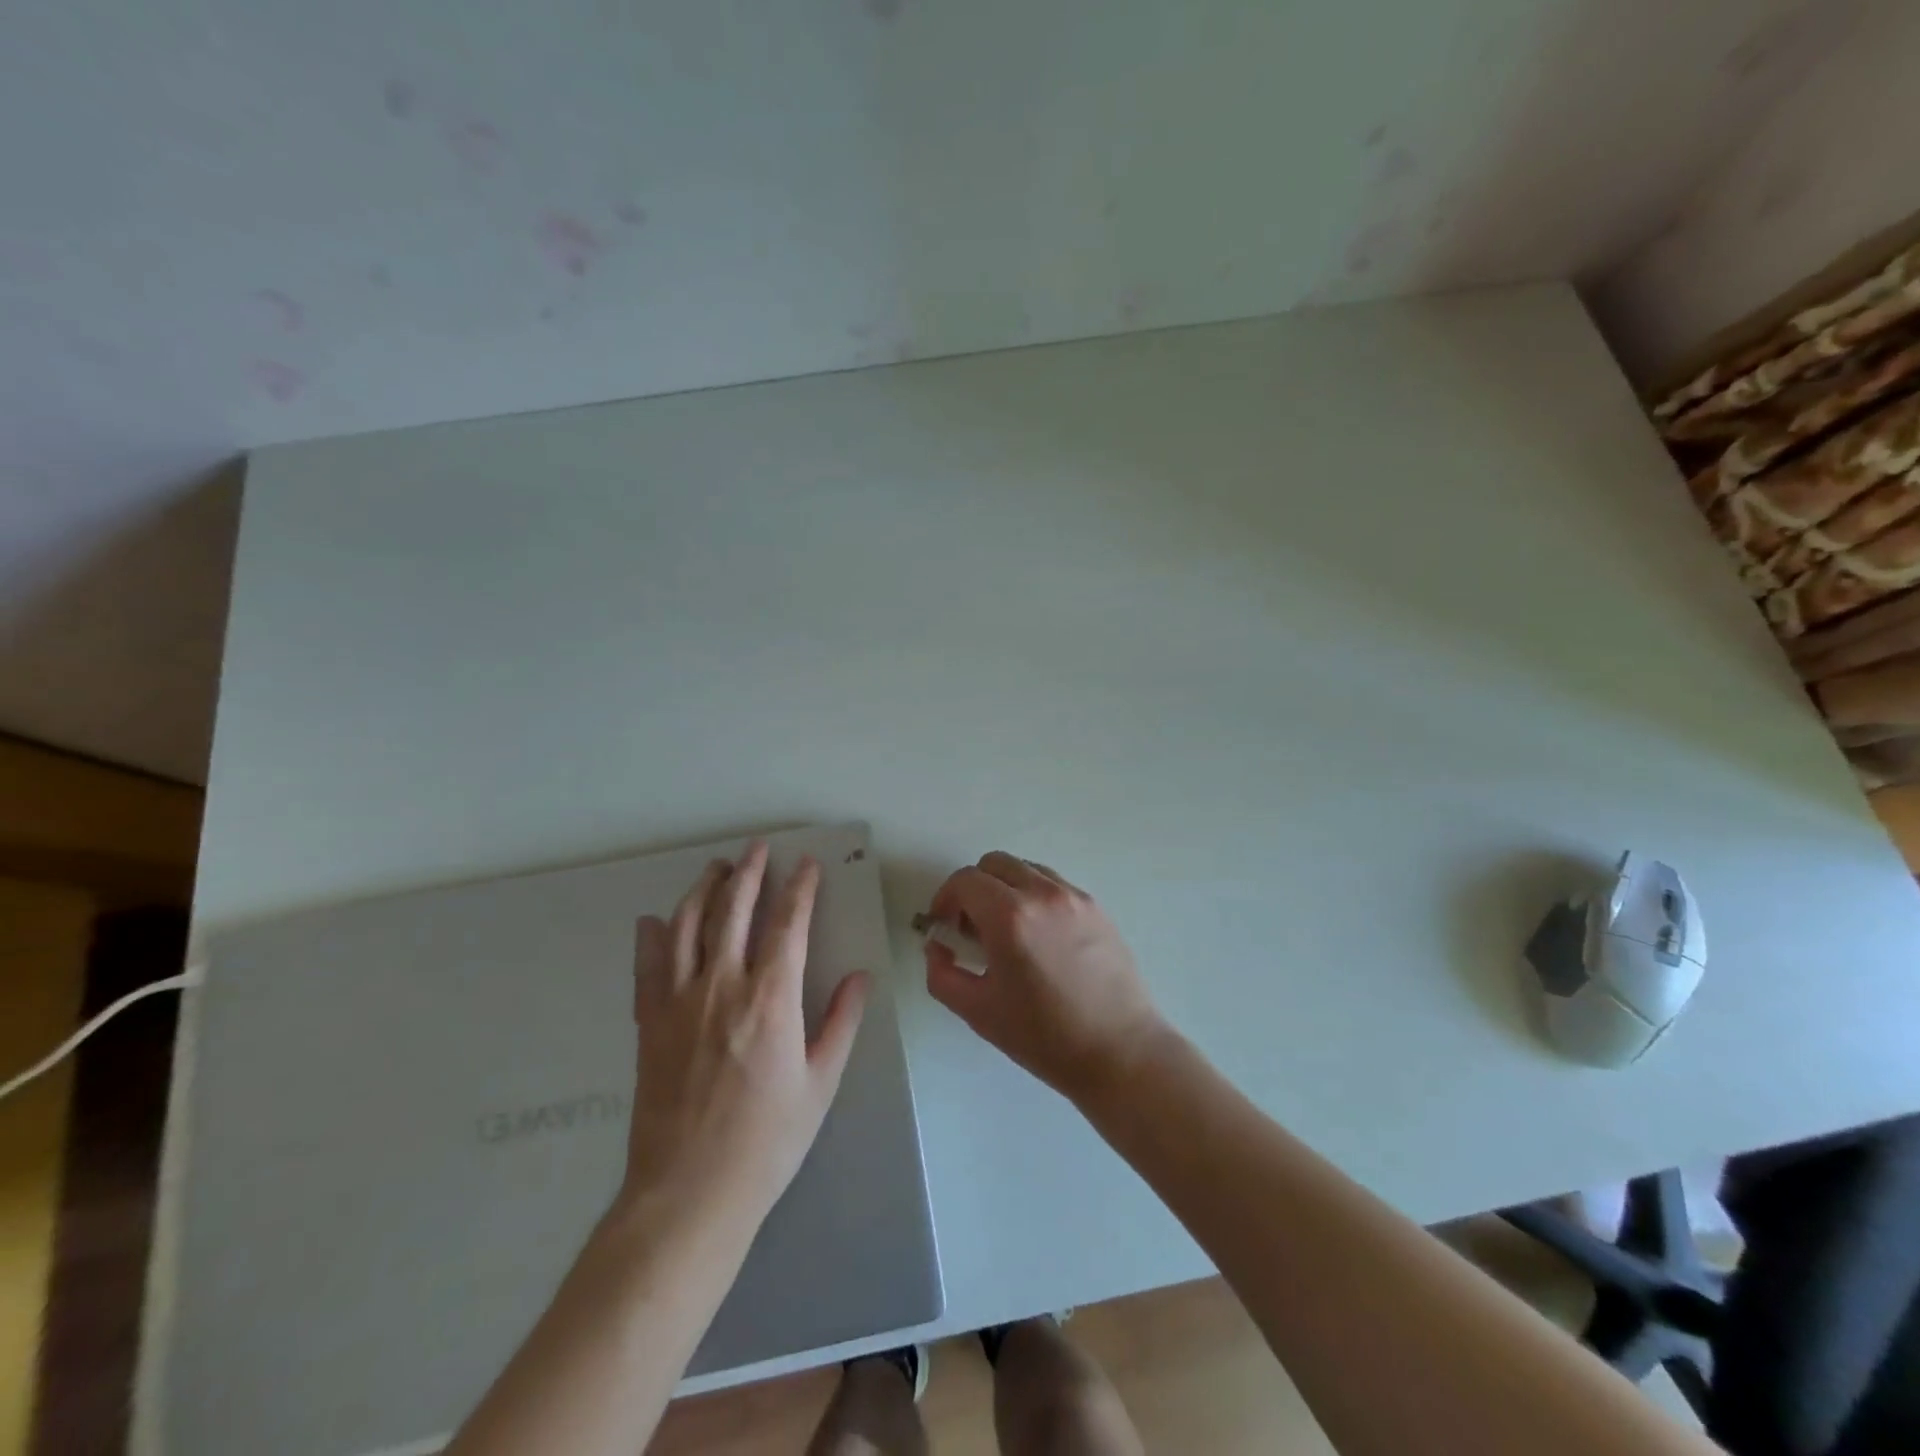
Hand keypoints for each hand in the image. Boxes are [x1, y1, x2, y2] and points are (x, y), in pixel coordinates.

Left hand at [619, 842, 868, 1229]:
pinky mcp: (649, 1023)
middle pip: (733, 910)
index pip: (788, 924)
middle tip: (758, 848)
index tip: (807, 865)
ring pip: (687, 926)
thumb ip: (841, 1023)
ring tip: (716, 869)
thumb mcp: (820, 1083)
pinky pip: (648, 966)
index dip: (800, 889)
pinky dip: (651, 937)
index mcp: (771, 998)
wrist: (689, 1193)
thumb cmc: (767, 1141)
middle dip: (749, 872)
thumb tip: (860, 977)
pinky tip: (653, 920)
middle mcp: (722, 986)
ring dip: (702, 890)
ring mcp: (679, 1001)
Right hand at [923, 852, 1165, 1102]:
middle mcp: (1043, 894)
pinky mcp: (1096, 907)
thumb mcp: (978, 1011)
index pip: (965, 881)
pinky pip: (1053, 884)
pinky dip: (1034, 896)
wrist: (1119, 1052)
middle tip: (971, 927)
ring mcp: (1074, 897)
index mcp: (1010, 916)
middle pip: (994, 864)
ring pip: (1025, 869)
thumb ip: (941, 973)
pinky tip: (1038, 937)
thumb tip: (937, 946)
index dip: (945, 899)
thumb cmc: (1044, 1036)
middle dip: (973, 889)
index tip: (943, 926)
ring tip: (1006, 931)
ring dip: (1005, 888)